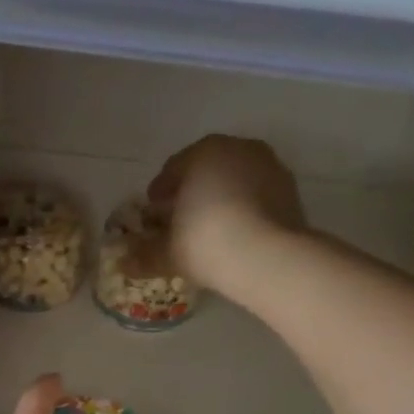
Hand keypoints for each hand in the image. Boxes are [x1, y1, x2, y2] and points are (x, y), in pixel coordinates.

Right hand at [147, 135, 305, 294]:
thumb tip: (123, 264)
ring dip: (221, 197)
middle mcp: (238, 149)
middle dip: (192, 190)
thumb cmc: (206, 241)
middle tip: (179, 218)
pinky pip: (257, 195)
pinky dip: (245, 208)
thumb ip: (145, 254)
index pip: (173, 168)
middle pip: (206, 169)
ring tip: (210, 227)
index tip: (154, 210)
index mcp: (203, 152)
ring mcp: (269, 167)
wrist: (268, 256)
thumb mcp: (168, 252)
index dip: (160, 191)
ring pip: (235, 180)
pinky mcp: (290, 190)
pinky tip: (236, 232)